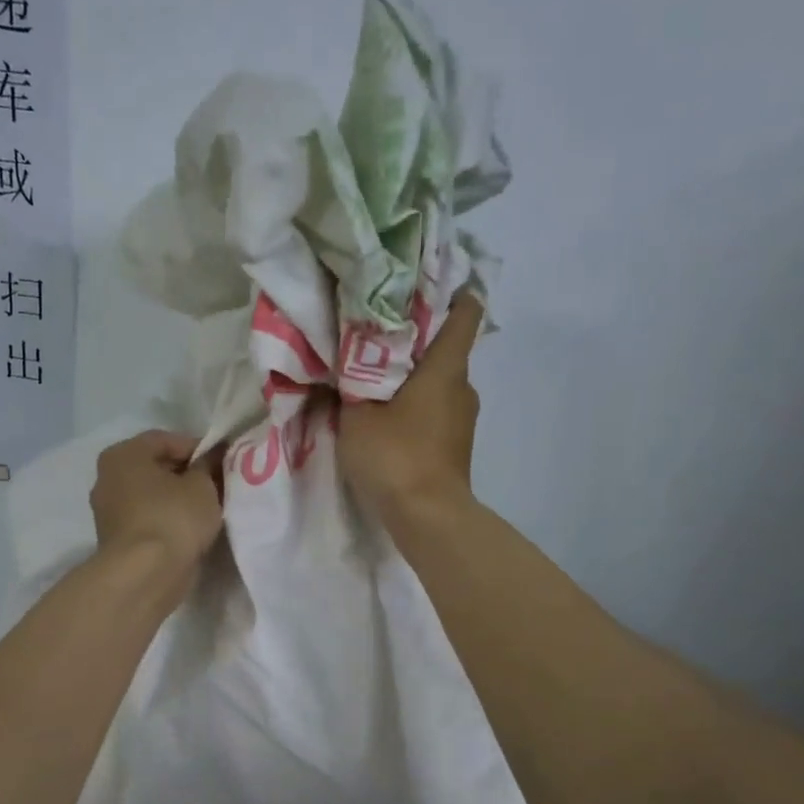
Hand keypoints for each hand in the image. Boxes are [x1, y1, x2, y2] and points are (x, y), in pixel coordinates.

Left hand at [91, 430, 224, 581]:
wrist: (145, 575)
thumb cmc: (173, 518)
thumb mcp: (202, 485)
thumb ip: (208, 465)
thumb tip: (212, 456)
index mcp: (123, 455)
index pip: (165, 440)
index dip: (198, 447)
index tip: (223, 461)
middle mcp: (108, 478)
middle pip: (156, 467)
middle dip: (188, 473)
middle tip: (219, 483)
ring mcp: (109, 511)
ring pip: (152, 495)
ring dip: (179, 498)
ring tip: (210, 507)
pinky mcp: (117, 539)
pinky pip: (149, 518)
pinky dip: (168, 519)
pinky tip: (192, 528)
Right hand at [340, 291, 483, 528]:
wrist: (427, 517)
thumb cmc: (395, 455)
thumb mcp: (355, 416)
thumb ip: (346, 386)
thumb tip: (337, 365)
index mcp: (445, 368)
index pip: (465, 313)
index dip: (449, 293)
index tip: (420, 287)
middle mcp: (463, 386)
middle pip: (444, 348)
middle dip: (413, 339)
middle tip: (373, 336)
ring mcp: (463, 417)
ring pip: (438, 382)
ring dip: (411, 377)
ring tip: (373, 380)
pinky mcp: (456, 444)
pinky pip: (436, 410)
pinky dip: (415, 406)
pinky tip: (386, 417)